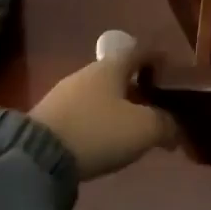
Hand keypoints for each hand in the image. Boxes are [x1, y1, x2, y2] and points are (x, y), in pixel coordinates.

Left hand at [29, 31, 179, 180]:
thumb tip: (175, 127)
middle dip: (139, 87)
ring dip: (118, 107)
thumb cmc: (98, 131)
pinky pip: (83, 113)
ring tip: (132, 128)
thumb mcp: (143, 129)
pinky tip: (104, 140)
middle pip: (119, 74)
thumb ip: (165, 124)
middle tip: (156, 107)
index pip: (139, 52)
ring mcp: (63, 95)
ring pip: (100, 95)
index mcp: (111, 67)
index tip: (172, 72)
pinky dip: (99, 122)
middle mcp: (87, 74)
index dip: (158, 59)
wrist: (35, 157)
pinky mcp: (49, 118)